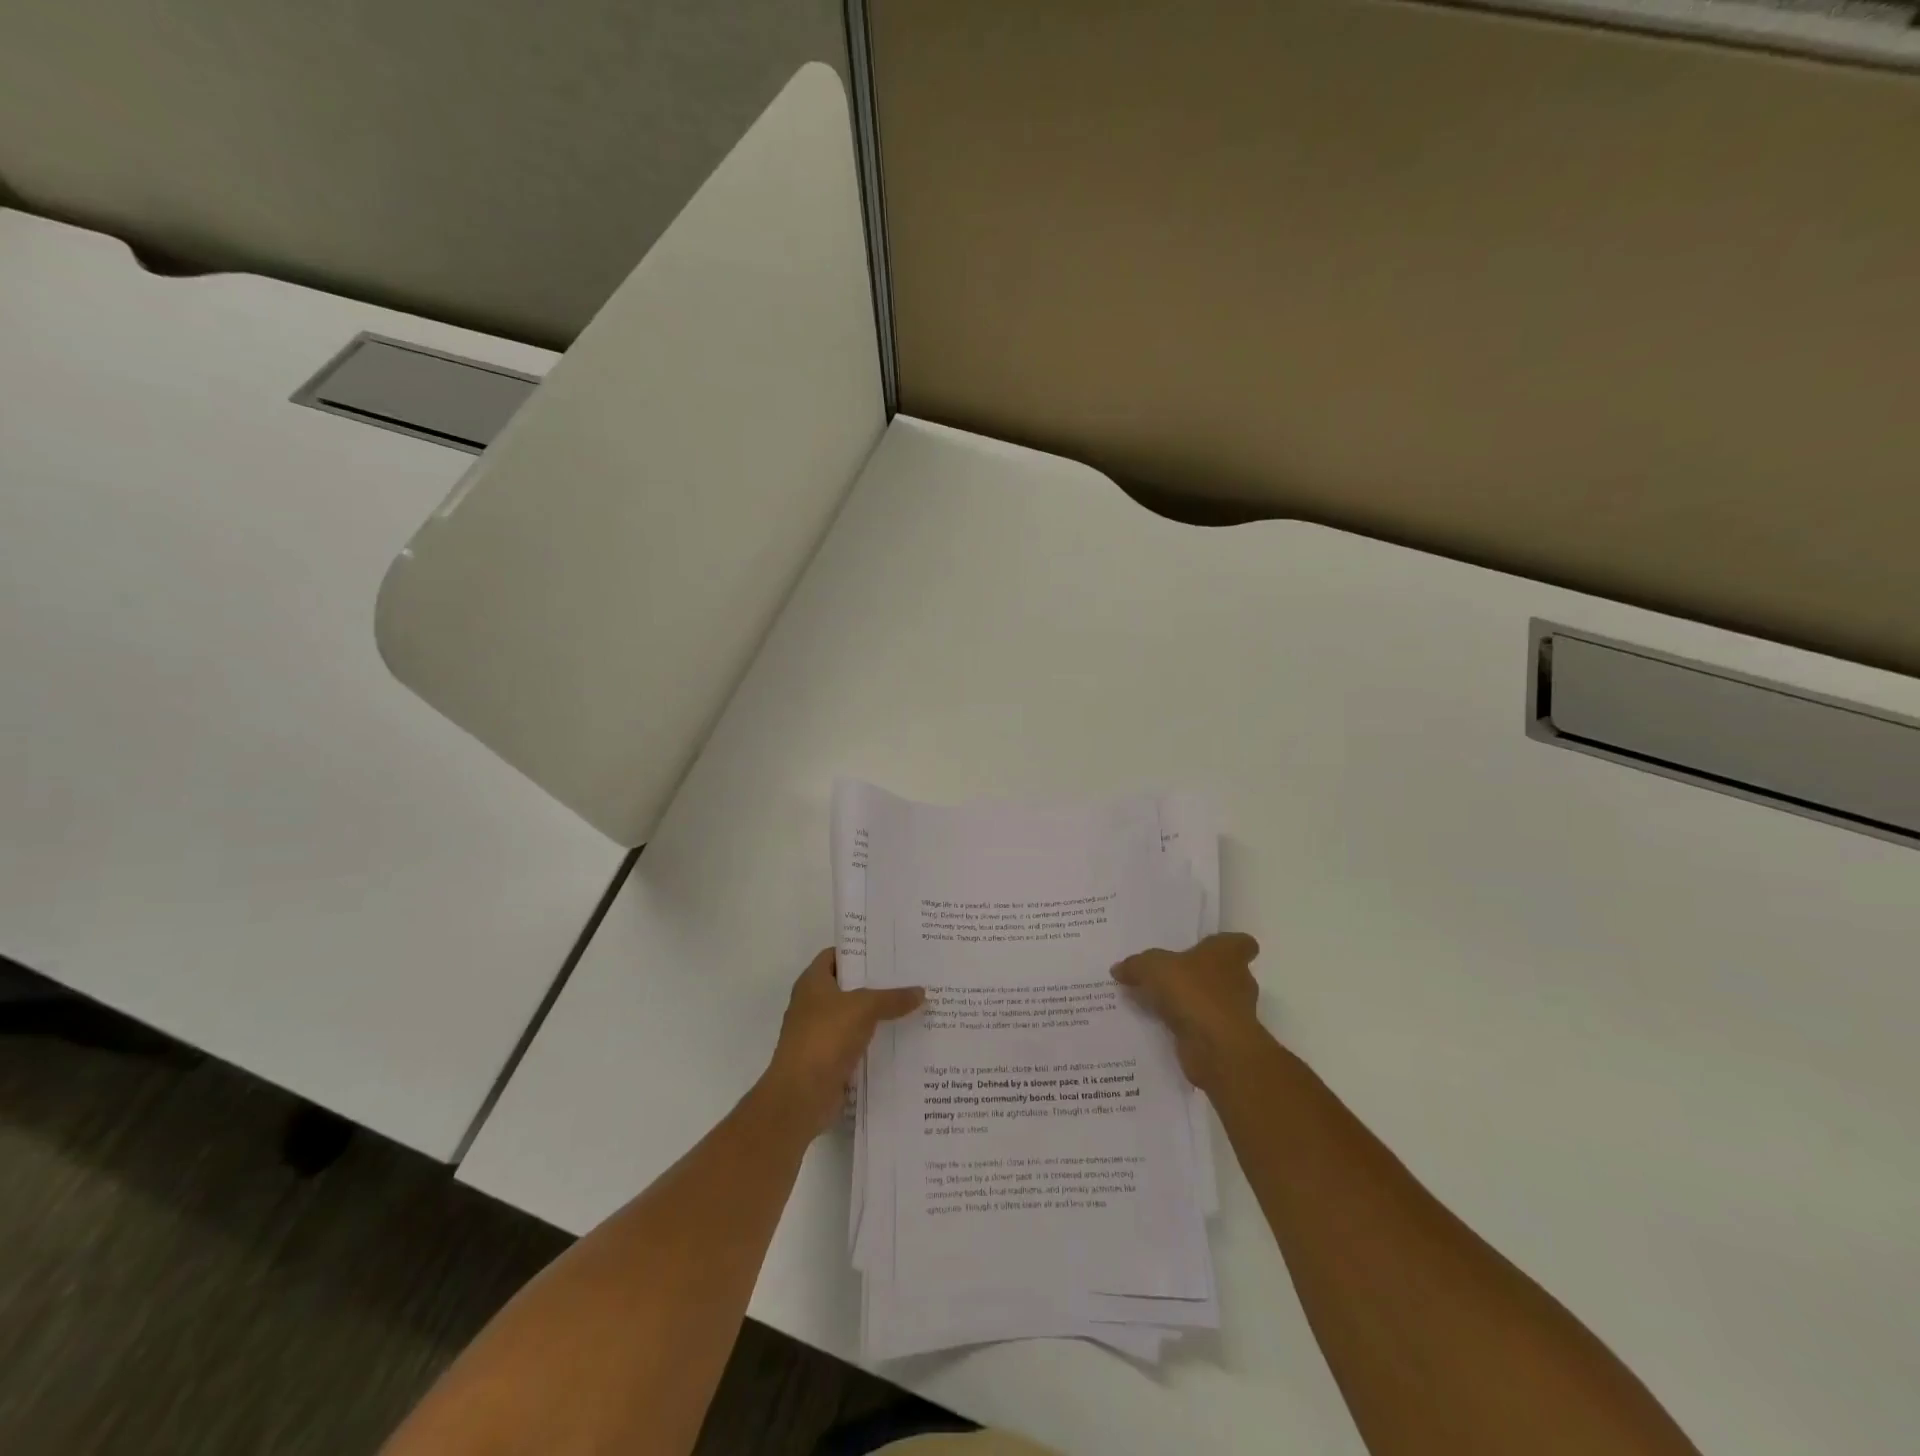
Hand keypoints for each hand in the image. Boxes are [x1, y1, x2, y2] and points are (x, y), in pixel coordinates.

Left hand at [761, 949, 923, 1136]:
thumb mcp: (864, 1008)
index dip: (860, 950)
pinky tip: (902, 1038)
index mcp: (813, 982)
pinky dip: (875, 1041)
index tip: (889, 949)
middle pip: (849, 986)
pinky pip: (857, 1043)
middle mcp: (813, 1004)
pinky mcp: (830, 1060)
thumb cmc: (825, 1037)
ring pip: (855, 1016)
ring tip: (913, 1005)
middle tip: (910, 975)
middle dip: (877, 983)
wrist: (801, 1096)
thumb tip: (921, 991)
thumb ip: (892, 998)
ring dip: (879, 1014)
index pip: (836, 955)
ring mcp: (820, 1033)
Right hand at [1112, 932, 1265, 1093]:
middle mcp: (1237, 982)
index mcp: (1227, 955)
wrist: (1216, 1048)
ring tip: (1157, 1002)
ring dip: (1190, 1003)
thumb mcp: (1152, 968)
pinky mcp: (1222, 1039)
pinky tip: (1158, 1026)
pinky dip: (1185, 1027)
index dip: (1227, 945)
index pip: (1241, 944)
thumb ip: (1135, 965)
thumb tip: (1118, 968)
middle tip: (1168, 975)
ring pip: (1210, 1001)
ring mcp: (1233, 1013)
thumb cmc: (1193, 992)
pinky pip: (1200, 1027)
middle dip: (1199, 975)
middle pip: (1223, 973)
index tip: (1206, 948)